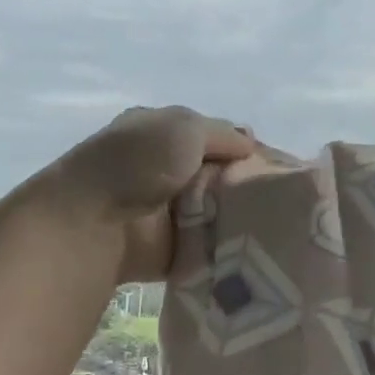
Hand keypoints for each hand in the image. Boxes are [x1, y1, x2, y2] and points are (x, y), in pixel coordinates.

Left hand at [37, 106, 254, 283]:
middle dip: (246, 184)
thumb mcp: (184, 126)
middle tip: (277, 195)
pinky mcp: (174, 247)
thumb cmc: (138, 162)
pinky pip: (212, 244)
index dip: (242, 148)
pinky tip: (256, 243)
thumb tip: (250, 144)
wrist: (97, 221)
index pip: (214, 138)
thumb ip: (222, 133)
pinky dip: (229, 244)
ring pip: (221, 210)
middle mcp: (166, 170)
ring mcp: (170, 211)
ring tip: (273, 220)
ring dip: (241, 215)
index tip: (273, 163)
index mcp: (162, 133)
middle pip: (221, 175)